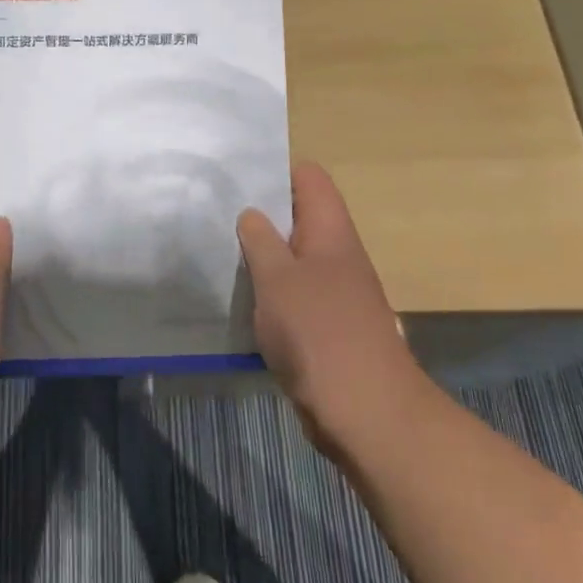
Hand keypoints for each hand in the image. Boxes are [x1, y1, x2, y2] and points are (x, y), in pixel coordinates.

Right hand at [238, 162, 422, 453]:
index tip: (236, 181)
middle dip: (260, 216)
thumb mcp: (277, 279)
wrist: (366, 411)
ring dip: (262, 258)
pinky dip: (270, 293)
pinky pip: (294, 295)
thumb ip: (260, 240)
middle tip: (216, 216)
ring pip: (293, 258)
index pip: (308, 178)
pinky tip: (240, 301)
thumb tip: (252, 213)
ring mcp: (335, 291)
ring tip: (219, 254)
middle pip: (298, 217)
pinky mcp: (327, 326)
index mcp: (331, 230)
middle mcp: (337, 254)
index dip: (276, 172)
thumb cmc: (318, 332)